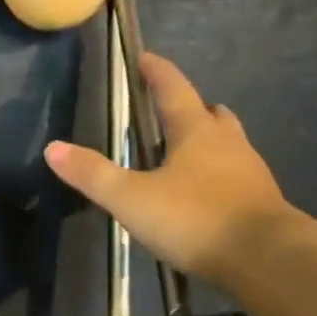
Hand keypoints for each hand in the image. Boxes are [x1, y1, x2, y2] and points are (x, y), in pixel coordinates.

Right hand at [44, 52, 292, 289]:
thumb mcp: (132, 199)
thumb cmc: (194, 218)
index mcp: (196, 132)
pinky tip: (204, 196)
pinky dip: (217, 176)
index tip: (145, 59)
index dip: (157, 73)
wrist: (263, 256)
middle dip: (189, 108)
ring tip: (185, 153)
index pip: (174, 90)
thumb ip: (93, 175)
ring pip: (227, 144)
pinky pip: (234, 176)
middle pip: (209, 114)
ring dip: (207, 142)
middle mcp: (227, 143)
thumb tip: (53, 148)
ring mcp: (249, 172)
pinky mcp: (259, 202)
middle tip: (169, 111)